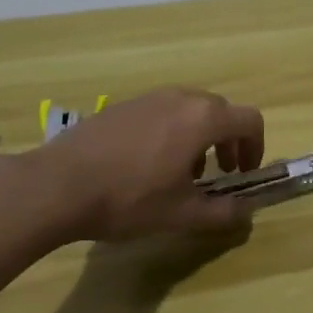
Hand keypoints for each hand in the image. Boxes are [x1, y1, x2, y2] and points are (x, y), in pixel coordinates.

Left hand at [24, 88, 266, 242]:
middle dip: (227, 142)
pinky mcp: (123, 105)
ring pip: (190, 109)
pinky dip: (171, 131)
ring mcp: (150, 98)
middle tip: (218, 174)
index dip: (256, 146)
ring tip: (180, 173)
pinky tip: (145, 165)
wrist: (56, 185)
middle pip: (221, 111)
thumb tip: (247, 212)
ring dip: (199, 136)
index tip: (244, 173)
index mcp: (203, 119)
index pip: (249, 120)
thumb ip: (222, 213)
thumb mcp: (180, 215)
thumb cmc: (128, 198)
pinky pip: (162, 111)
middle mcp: (182, 98)